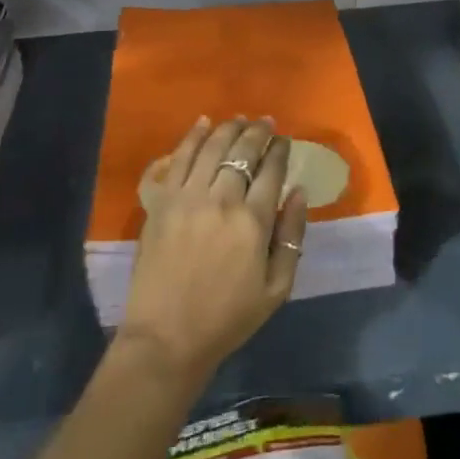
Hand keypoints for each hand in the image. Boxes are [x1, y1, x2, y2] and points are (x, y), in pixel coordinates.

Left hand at [119, 117, 308, 382]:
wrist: (166, 338)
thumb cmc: (227, 318)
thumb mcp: (276, 289)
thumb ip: (292, 236)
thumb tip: (300, 193)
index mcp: (253, 222)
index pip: (271, 170)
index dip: (280, 150)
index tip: (284, 140)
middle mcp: (220, 199)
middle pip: (241, 151)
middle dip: (257, 132)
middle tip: (265, 122)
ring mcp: (186, 197)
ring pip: (210, 147)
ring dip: (227, 128)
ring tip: (238, 119)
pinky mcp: (159, 202)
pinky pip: (175, 159)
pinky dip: (189, 137)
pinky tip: (201, 125)